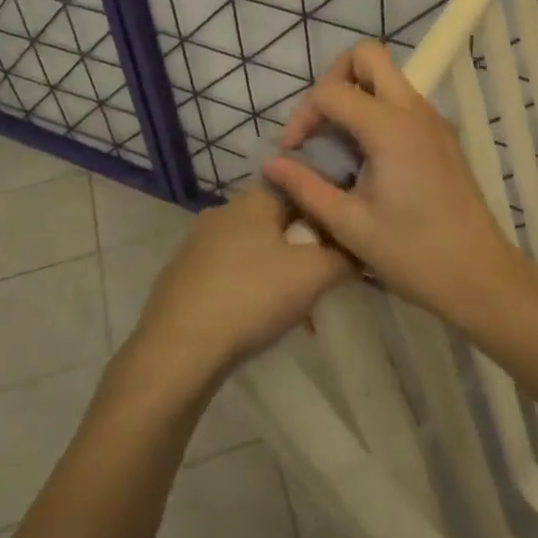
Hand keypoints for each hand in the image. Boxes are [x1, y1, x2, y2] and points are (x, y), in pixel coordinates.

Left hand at [126, 187, 351, 394]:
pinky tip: (258, 324)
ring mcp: (196, 244)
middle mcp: (222, 212)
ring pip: (253, 252)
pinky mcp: (182, 276)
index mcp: (253, 199)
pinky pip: (229, 276)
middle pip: (277, 222)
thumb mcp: (315, 273)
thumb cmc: (252, 297)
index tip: (342, 242)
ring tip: (297, 313)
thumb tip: (358, 246)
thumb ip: (344, 254)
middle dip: (303, 249)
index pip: (300, 188)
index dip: (325, 213)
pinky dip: (250, 292)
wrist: (178, 349)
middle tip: (322, 282)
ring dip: (278, 275)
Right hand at [262, 41, 525, 323]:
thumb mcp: (349, 224)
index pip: (332, 91)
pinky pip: (401, 101)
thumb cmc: (412, 254)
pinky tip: (364, 156)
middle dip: (333, 77)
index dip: (302, 114)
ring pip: (387, 76)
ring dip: (355, 93)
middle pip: (368, 56)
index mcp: (390, 128)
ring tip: (335, 142)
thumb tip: (271, 164)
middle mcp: (414, 110)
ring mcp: (433, 120)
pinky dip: (375, 110)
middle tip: (318, 122)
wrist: (479, 275)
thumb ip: (305, 187)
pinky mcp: (441, 135)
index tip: (292, 151)